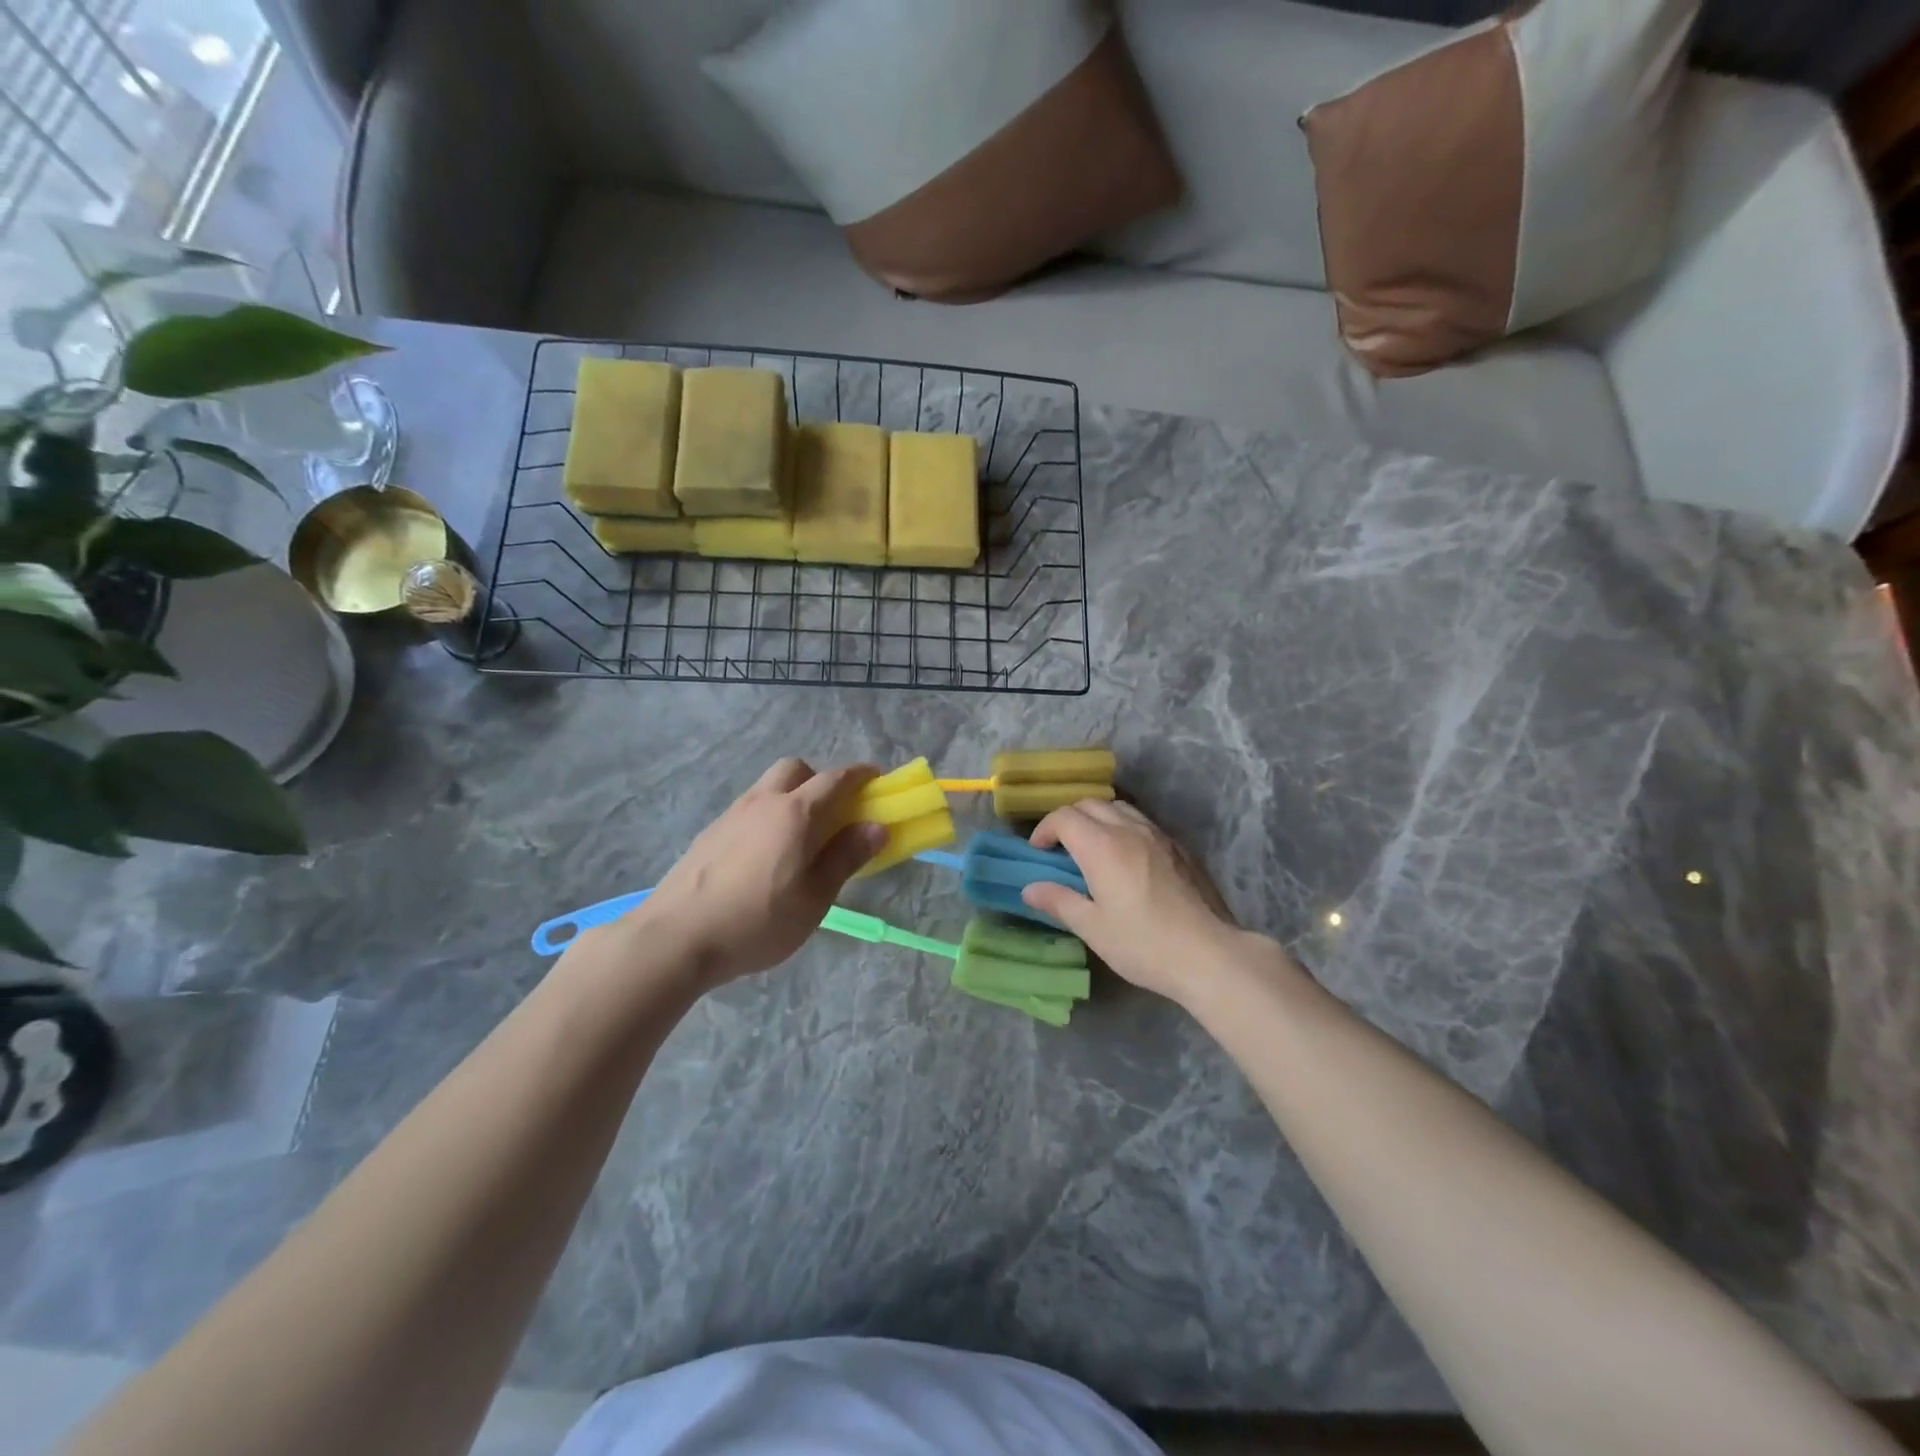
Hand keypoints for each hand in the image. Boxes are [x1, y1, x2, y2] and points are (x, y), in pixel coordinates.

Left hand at [630, 759, 886, 988]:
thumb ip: (846, 857)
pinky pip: (749, 809)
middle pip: (796, 769)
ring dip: (792, 796)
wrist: (675, 937)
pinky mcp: (710, 833)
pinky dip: (768, 816)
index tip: (877, 780)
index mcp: (795, 813)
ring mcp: (731, 814)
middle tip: (834, 813)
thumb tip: (876, 826)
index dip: (861, 775)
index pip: (836, 779)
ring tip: (799, 839)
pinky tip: (764, 856)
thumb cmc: (757, 921)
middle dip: (820, 780)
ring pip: (769, 787)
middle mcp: (763, 802)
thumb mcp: (814, 898)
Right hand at [1022, 800, 1249, 1005]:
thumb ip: (1059, 901)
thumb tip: (1030, 889)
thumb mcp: (1093, 928)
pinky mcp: (1180, 848)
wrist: (1210, 954)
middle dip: (1069, 819)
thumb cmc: (1143, 943)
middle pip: (1091, 804)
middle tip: (1060, 847)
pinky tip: (1127, 858)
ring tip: (1092, 846)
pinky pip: (1143, 822)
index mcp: (1102, 846)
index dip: (1045, 829)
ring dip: (1098, 818)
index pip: (1064, 817)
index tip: (1039, 851)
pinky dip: (1124, 827)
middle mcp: (1129, 830)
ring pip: (1120, 808)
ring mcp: (1159, 836)